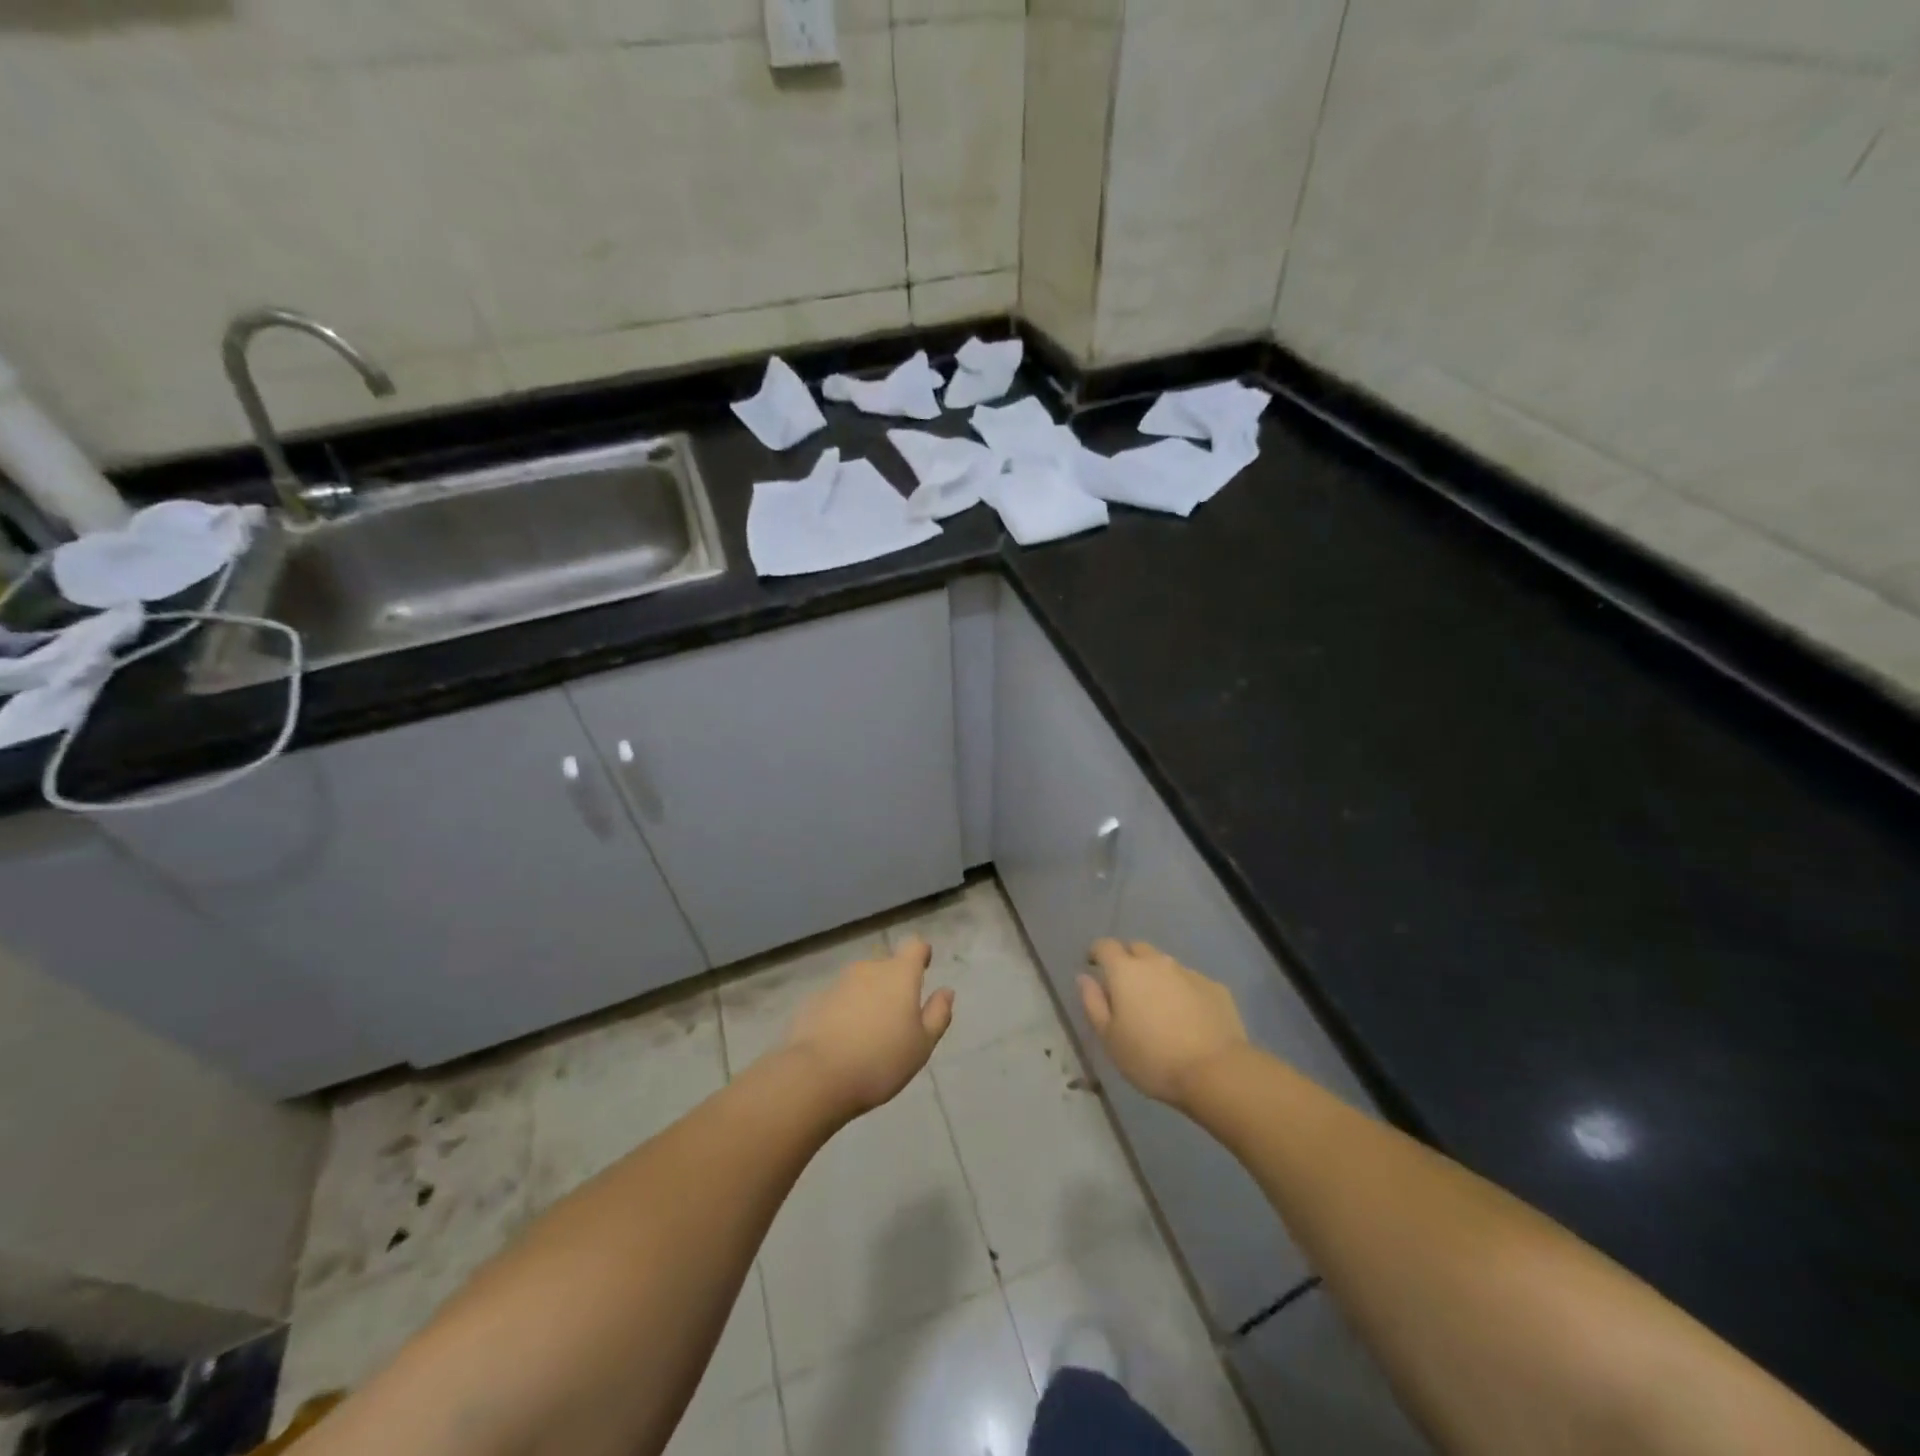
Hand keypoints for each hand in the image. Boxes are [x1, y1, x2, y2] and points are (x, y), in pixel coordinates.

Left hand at [782, 937, 953, 1119]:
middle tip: (897, 1017)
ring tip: (869, 1034)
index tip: (924, 968)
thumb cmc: (881, 1060)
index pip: (914, 946)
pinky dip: (844, 1012)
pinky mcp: (814, 1001)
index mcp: (899, 974)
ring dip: (868, 998)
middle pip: (886, 966)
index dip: (921, 954)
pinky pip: (838, 1000)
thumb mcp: (922, 1044)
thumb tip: (946, 991)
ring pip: (860, 983)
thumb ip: (937, 1014)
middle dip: (893, 983)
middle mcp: (868, 969)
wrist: (817, 1076)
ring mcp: (838, 983)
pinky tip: (843, 1041)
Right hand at [1080, 940, 1248, 1109]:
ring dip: (1156, 977)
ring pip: (1165, 965)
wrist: (1216, 1071)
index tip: (1094, 966)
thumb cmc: (1152, 1058)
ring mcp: (1189, 972)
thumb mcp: (1110, 1038)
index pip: (1105, 946)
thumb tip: (1084, 977)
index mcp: (1126, 971)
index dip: (1097, 953)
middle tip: (1125, 988)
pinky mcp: (1215, 987)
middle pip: (1137, 949)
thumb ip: (1093, 1003)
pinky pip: (1190, 982)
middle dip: (1127, 960)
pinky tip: (1187, 1018)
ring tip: (1157, 1005)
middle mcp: (1157, 962)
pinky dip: (1182, 992)